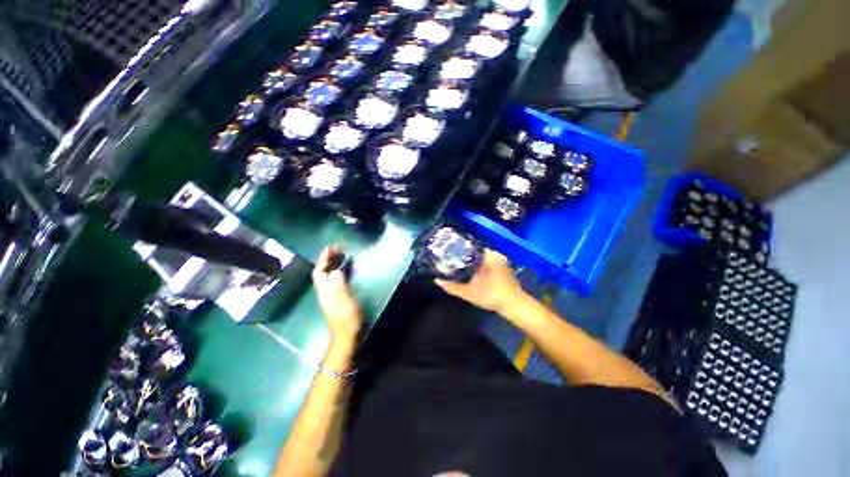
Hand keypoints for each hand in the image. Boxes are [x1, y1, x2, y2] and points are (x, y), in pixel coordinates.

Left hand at [313, 246, 362, 344]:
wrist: (347, 333)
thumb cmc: (346, 316)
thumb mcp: (344, 299)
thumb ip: (339, 283)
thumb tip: (336, 269)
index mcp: (324, 290)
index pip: (319, 271)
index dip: (323, 258)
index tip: (331, 247)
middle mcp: (324, 291)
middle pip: (322, 272)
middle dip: (328, 259)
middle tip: (338, 248)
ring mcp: (330, 294)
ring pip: (328, 275)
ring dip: (333, 263)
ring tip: (342, 254)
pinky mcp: (337, 297)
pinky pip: (334, 279)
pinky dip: (338, 270)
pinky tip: (345, 268)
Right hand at [435, 249, 526, 313]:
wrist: (514, 305)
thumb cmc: (491, 295)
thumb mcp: (468, 292)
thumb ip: (452, 287)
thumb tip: (437, 280)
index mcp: (487, 255)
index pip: (469, 246)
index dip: (459, 249)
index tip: (449, 253)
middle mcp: (495, 254)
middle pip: (476, 251)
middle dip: (465, 255)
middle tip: (453, 259)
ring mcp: (501, 260)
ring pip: (483, 256)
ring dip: (474, 260)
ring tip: (461, 264)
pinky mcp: (505, 266)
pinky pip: (489, 261)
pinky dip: (482, 264)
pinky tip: (474, 271)